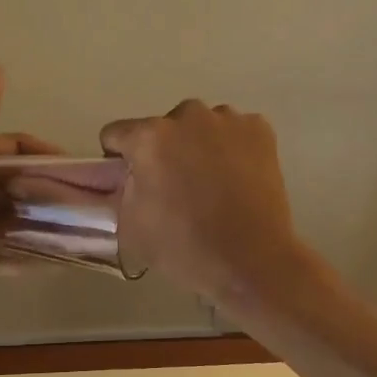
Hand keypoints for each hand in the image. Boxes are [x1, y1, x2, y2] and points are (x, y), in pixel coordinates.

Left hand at [0, 69, 62, 318]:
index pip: (10, 146)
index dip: (40, 150)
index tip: (75, 164)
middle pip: (16, 180)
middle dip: (46, 184)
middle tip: (84, 196)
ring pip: (17, 213)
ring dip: (44, 214)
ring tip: (81, 222)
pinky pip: (13, 248)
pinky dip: (34, 246)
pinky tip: (64, 248)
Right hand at [97, 100, 309, 303]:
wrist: (252, 261)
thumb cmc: (183, 247)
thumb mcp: (129, 225)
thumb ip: (116, 191)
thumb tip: (119, 177)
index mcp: (149, 137)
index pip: (116, 133)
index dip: (119, 159)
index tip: (133, 182)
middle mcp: (187, 115)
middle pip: (162, 127)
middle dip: (163, 151)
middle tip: (175, 188)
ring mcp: (228, 119)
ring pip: (200, 126)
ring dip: (197, 146)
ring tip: (211, 185)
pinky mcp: (260, 129)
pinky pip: (233, 131)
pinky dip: (231, 149)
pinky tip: (237, 179)